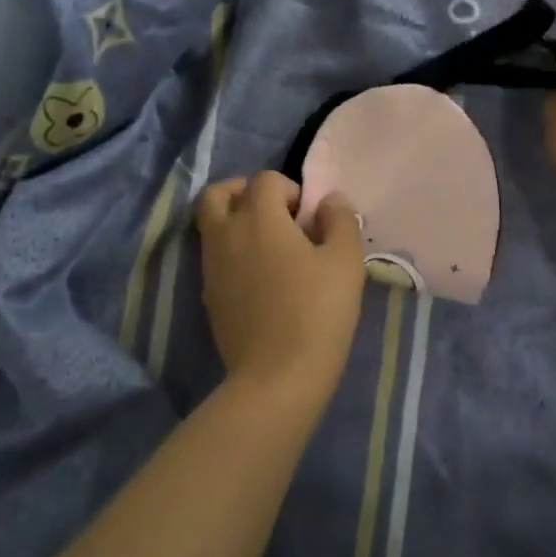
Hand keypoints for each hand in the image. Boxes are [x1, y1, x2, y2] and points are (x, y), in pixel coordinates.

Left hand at [196, 172, 365, 391]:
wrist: (277, 377)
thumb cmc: (318, 312)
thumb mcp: (345, 262)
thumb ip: (340, 221)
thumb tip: (329, 201)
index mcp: (259, 218)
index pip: (264, 179)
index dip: (290, 189)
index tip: (309, 218)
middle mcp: (226, 234)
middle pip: (218, 194)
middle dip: (244, 193)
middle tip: (274, 215)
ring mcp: (211, 267)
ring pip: (211, 226)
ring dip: (235, 222)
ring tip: (270, 247)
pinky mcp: (209, 296)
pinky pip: (214, 258)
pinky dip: (232, 253)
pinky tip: (261, 278)